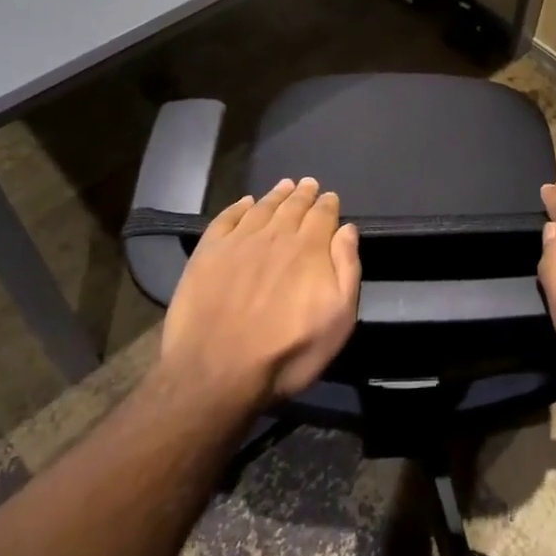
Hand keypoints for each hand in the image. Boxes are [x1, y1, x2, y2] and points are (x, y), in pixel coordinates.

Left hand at [159, 178, 361, 410]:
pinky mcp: (208, 253)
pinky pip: (226, 219)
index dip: (328, 204)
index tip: (330, 196)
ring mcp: (238, 242)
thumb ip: (346, 269)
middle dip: (303, 194)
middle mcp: (275, 235)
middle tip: (308, 183)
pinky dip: (238, 207)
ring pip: (262, 208)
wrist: (217, 371)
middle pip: (292, 206)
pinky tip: (245, 203)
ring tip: (284, 185)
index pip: (322, 215)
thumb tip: (347, 230)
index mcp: (309, 248)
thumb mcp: (337, 319)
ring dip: (275, 195)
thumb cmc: (287, 352)